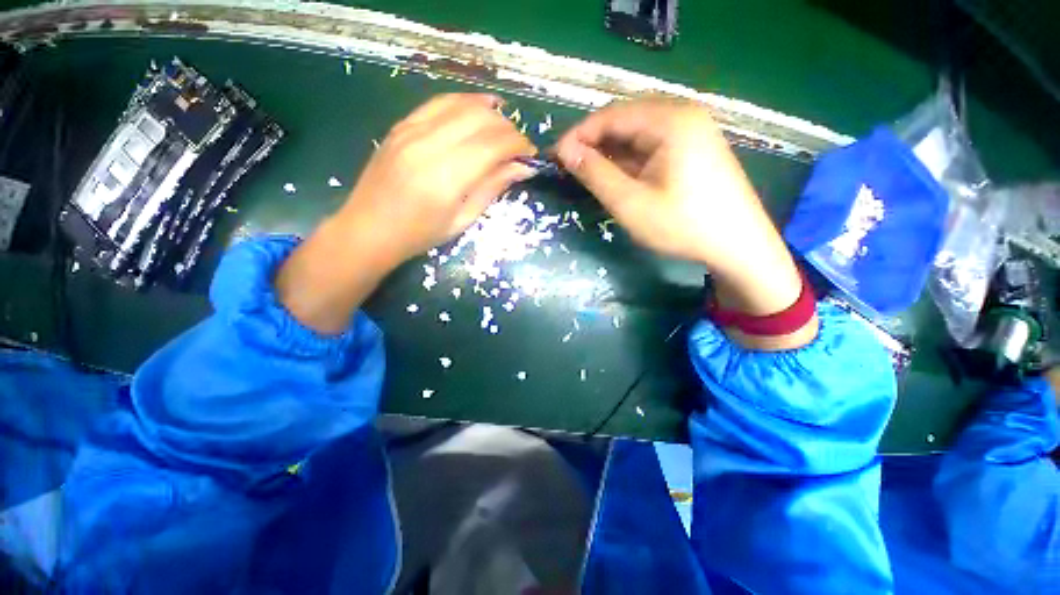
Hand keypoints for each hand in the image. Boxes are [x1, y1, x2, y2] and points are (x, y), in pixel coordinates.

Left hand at [277, 94, 535, 333]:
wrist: (368, 230)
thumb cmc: (419, 235)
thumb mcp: (462, 220)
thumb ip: (491, 189)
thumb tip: (522, 168)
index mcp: (447, 177)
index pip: (494, 144)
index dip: (518, 145)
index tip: (529, 155)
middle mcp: (429, 145)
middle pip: (480, 119)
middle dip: (507, 128)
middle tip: (517, 147)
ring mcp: (411, 130)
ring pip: (461, 104)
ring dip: (488, 112)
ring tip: (503, 126)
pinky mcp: (401, 126)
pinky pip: (438, 103)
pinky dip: (463, 103)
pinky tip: (476, 110)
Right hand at [555, 99, 815, 348]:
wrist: (738, 245)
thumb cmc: (682, 225)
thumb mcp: (630, 203)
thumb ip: (595, 174)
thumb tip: (565, 152)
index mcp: (670, 120)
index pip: (610, 116)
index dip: (578, 135)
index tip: (554, 158)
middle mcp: (682, 114)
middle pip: (624, 120)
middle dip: (593, 143)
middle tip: (569, 168)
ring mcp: (691, 130)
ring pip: (637, 133)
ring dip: (609, 152)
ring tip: (587, 174)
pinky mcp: (693, 147)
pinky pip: (651, 144)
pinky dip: (629, 159)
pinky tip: (616, 176)